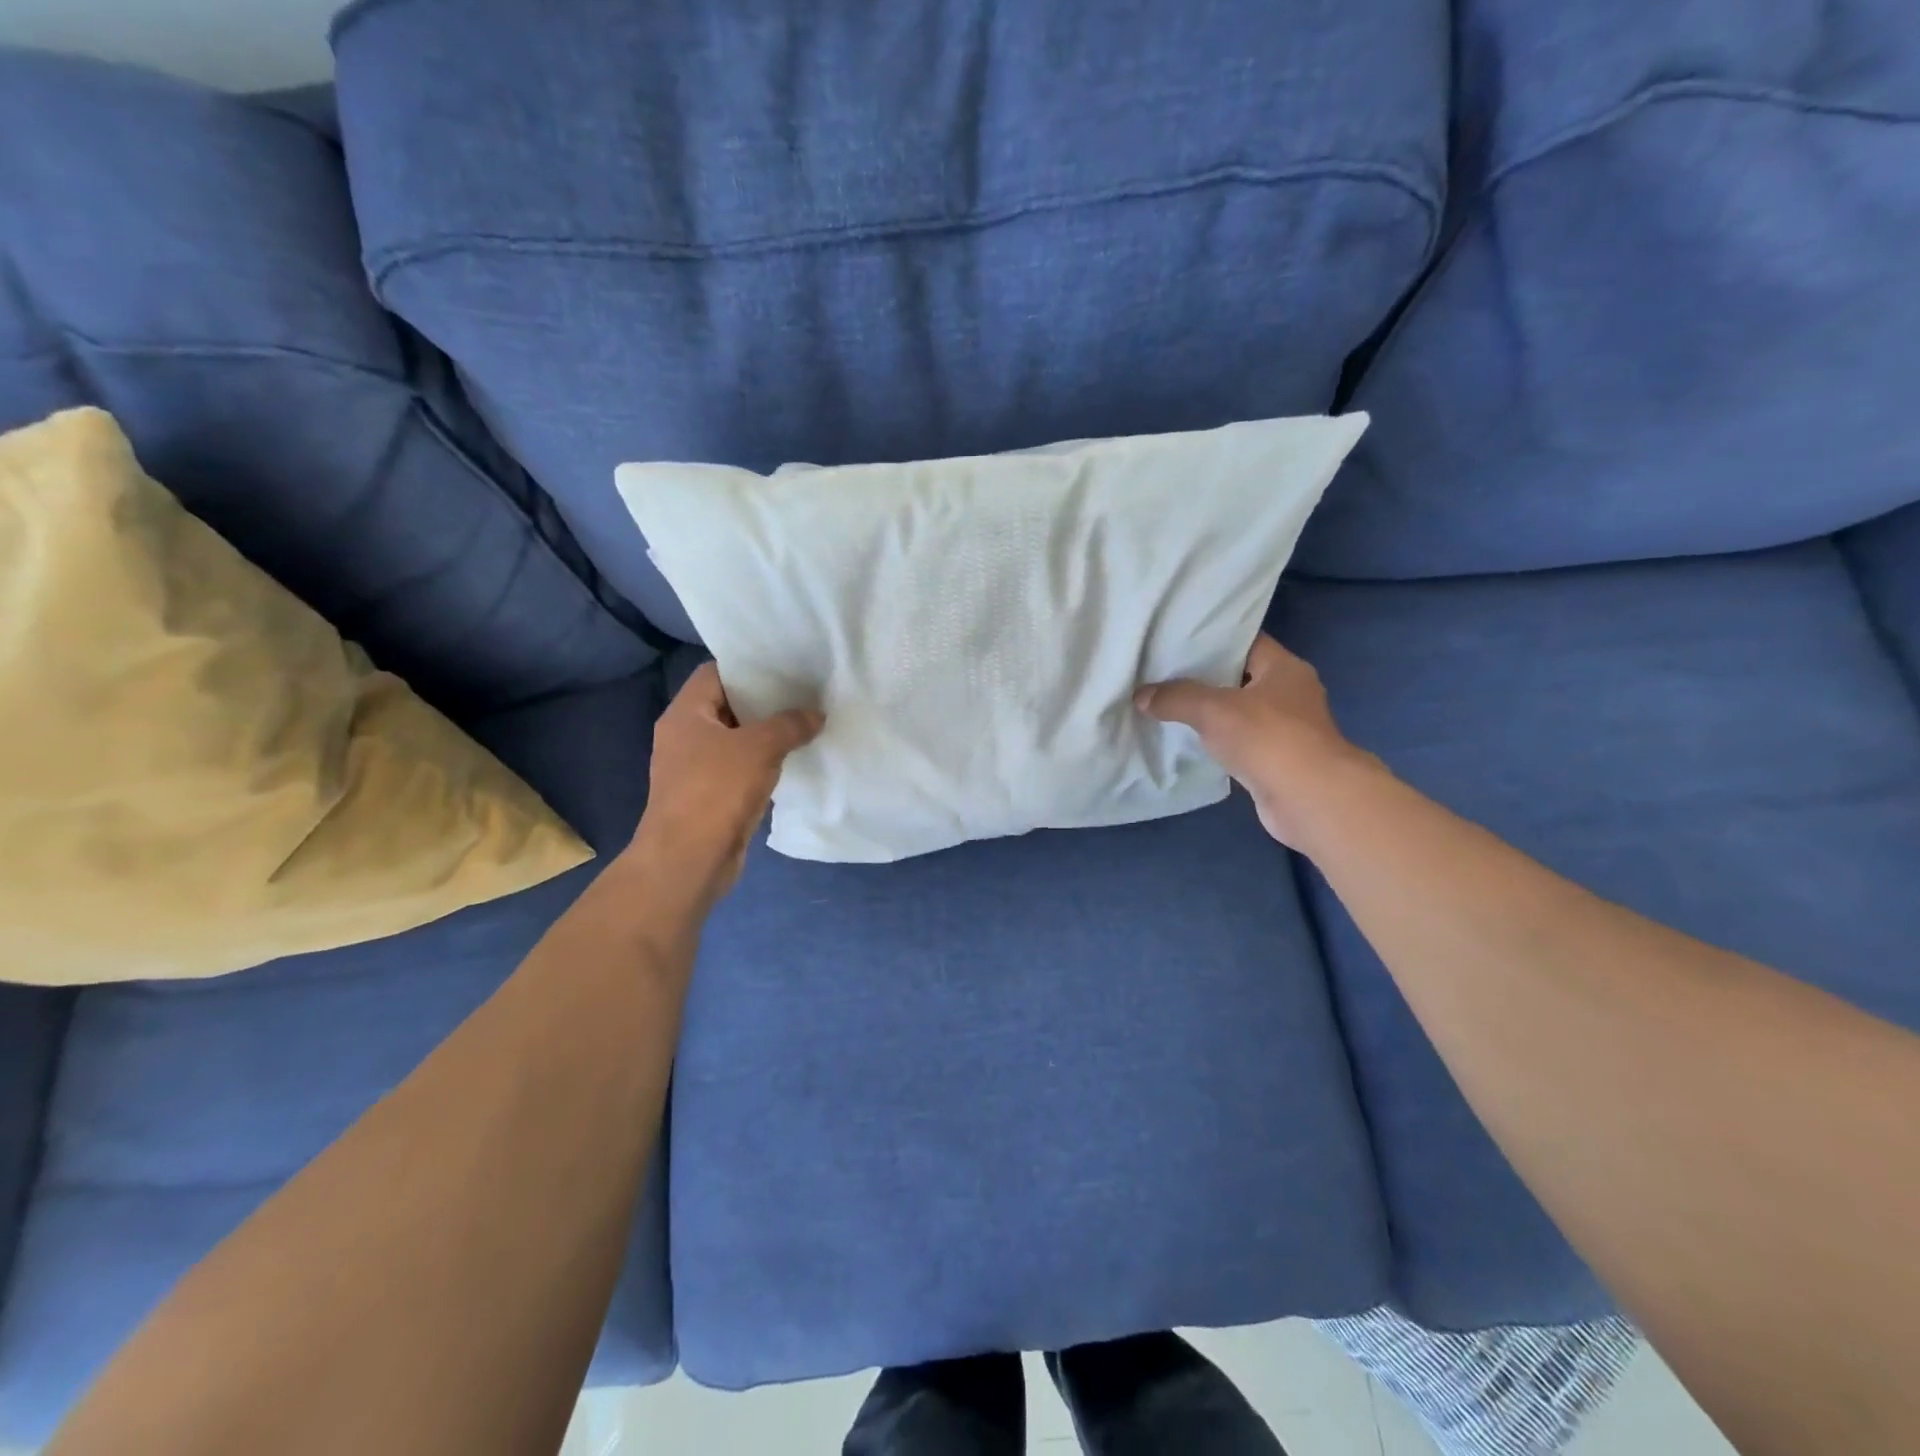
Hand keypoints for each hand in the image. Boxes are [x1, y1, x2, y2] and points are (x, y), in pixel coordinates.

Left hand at [630, 663, 822, 903]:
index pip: (715, 673)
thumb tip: (816, 715)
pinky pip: (739, 770)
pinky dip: (763, 765)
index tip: (785, 666)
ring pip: (736, 741)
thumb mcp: (760, 747)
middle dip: (765, 702)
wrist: (689, 860)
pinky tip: (793, 762)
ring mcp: (694, 769)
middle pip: (728, 706)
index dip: (749, 667)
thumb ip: (790, 725)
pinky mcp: (708, 797)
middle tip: (805, 694)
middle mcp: (684, 736)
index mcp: (685, 714)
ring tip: (806, 724)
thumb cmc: (717, 791)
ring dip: (767, 736)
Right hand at [1136, 634, 1373, 847]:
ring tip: (1168, 706)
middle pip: (1240, 677)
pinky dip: (1218, 743)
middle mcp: (1290, 694)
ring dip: (1210, 714)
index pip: (1245, 641)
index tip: (1176, 642)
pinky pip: (1240, 743)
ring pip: (1239, 713)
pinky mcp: (1277, 761)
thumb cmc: (1268, 738)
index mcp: (1284, 668)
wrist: (1309, 800)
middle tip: (1162, 673)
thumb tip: (1141, 696)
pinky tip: (1189, 743)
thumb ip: (1176, 698)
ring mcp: (1287, 730)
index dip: (1212, 639)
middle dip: (1204, 677)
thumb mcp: (1213, 709)